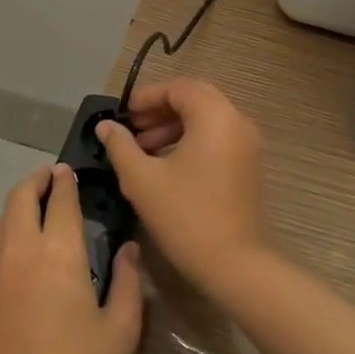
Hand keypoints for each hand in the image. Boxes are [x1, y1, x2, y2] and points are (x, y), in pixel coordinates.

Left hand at [0, 165, 143, 353]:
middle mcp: (20, 250)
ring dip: (16, 209)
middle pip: (20, 197)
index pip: (61, 199)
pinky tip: (12, 263)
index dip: (66, 181)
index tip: (69, 172)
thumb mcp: (120, 332)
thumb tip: (129, 249)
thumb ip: (130, 282)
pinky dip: (1, 244)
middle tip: (48, 179)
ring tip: (30, 213)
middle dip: (36, 181)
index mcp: (59, 252)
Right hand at [96, 78, 269, 293]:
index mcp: (214, 115)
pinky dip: (191, 142)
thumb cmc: (186, 216)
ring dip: (174, 127)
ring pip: (206, 120)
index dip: (147, 97)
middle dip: (159, 111)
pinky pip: (217, 138)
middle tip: (132, 129)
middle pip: (194, 99)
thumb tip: (105, 126)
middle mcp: (236, 121)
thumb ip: (121, 147)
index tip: (123, 115)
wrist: (236, 265)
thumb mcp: (143, 180)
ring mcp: (247, 144)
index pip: (178, 88)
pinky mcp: (248, 165)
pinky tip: (166, 166)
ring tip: (143, 150)